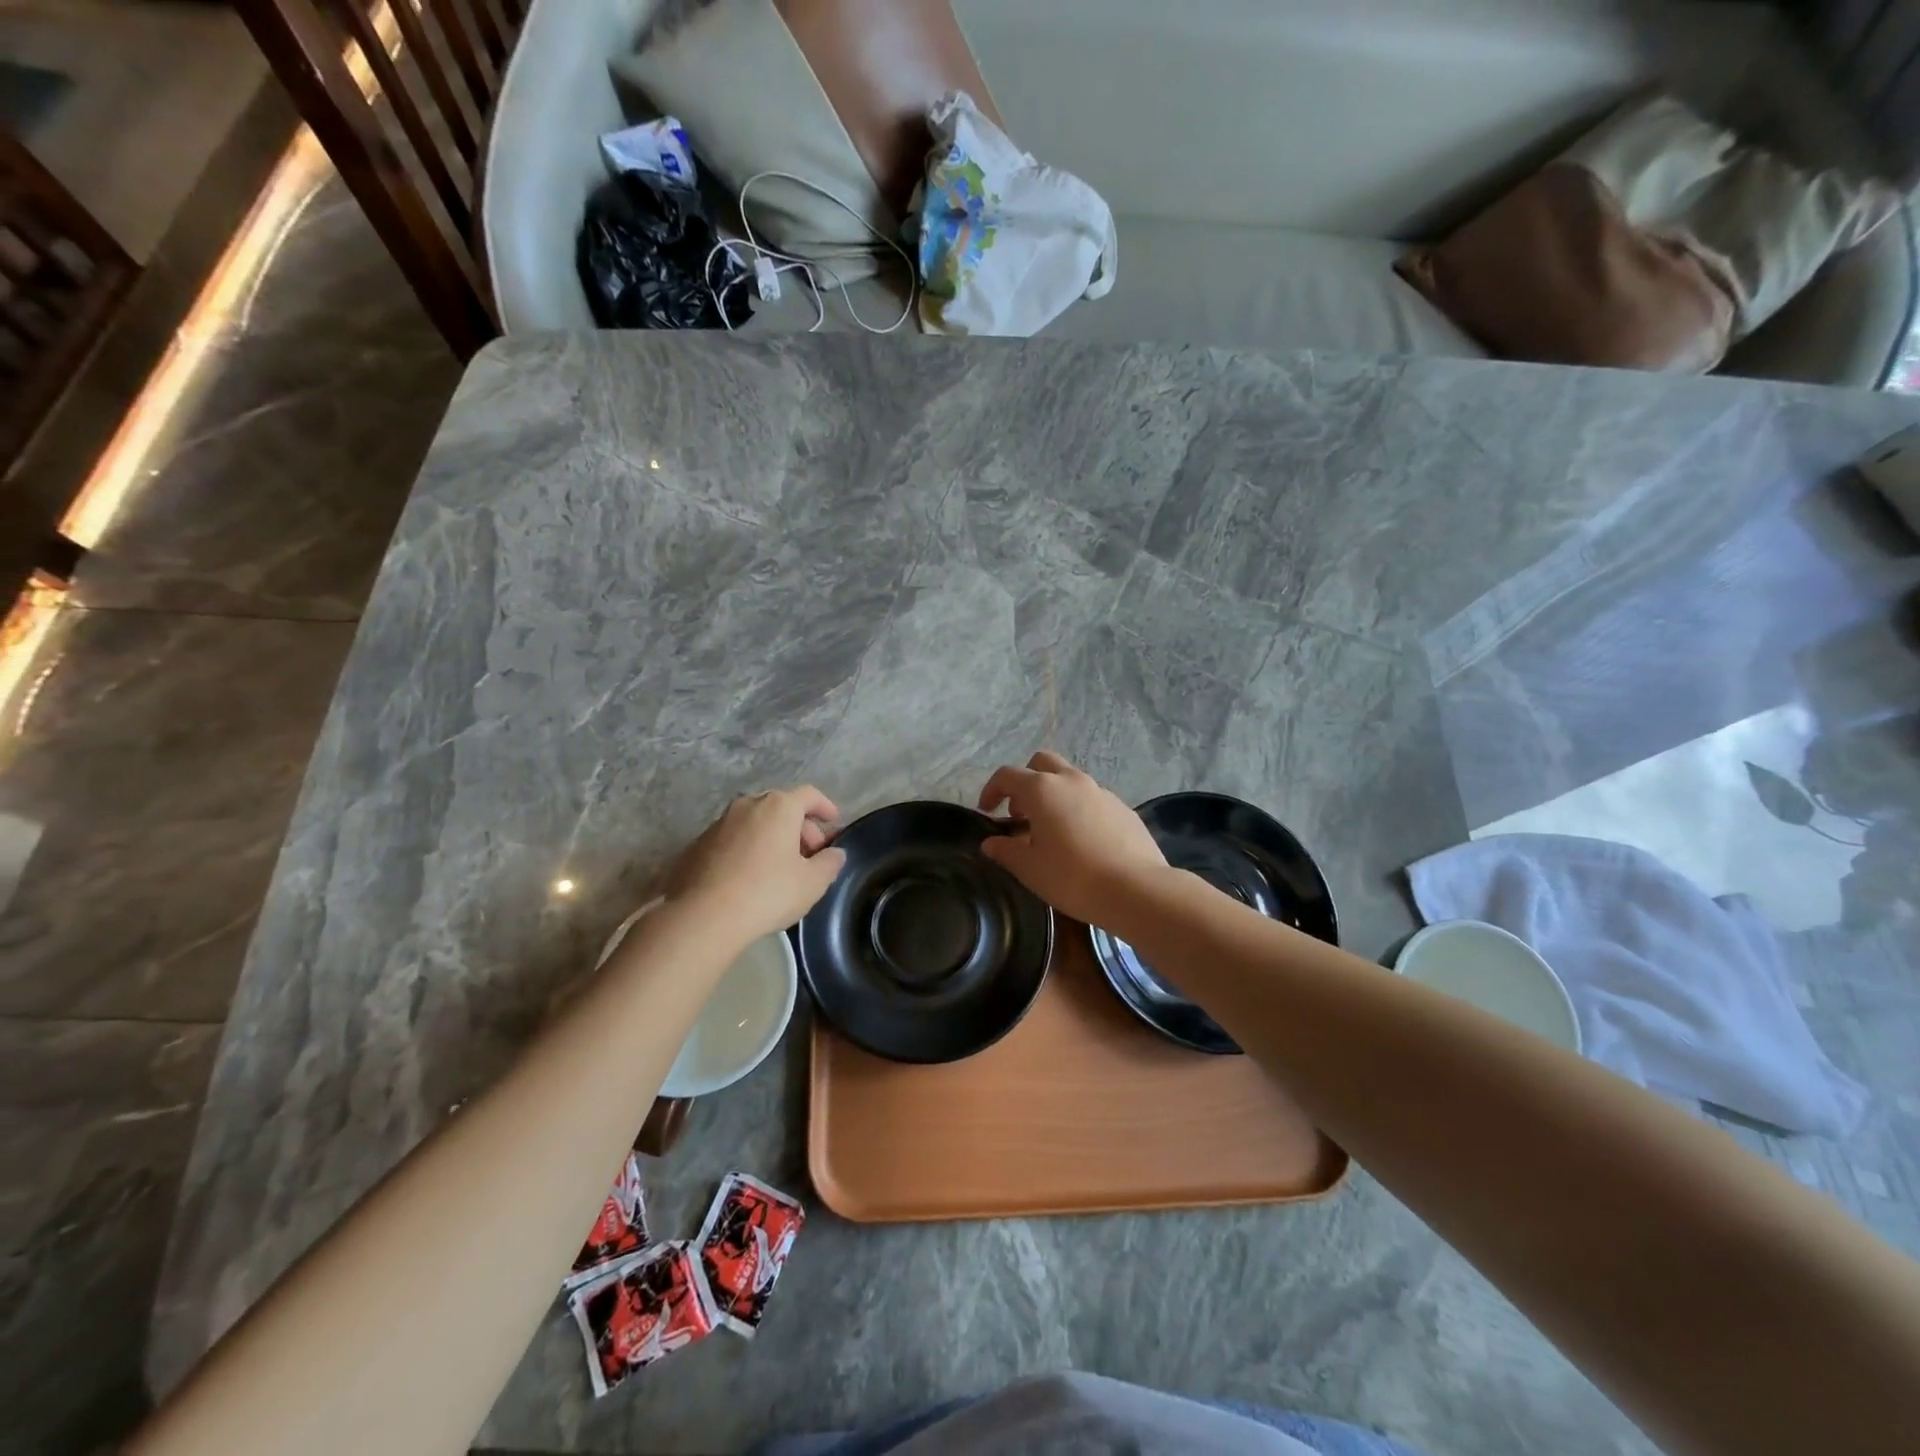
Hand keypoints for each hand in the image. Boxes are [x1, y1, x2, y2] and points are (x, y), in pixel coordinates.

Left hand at [664, 787, 845, 939]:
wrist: (703, 917)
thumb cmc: (767, 892)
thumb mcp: (812, 883)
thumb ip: (830, 863)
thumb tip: (835, 853)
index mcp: (779, 806)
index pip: (809, 795)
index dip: (825, 807)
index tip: (834, 822)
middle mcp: (748, 805)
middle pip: (782, 808)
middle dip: (800, 828)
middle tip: (810, 856)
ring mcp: (719, 823)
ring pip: (756, 823)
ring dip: (773, 838)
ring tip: (780, 868)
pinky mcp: (698, 844)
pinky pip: (734, 839)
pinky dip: (748, 849)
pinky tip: (750, 877)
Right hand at [977, 752, 1167, 924]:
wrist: (1137, 889)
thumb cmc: (1073, 877)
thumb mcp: (1030, 869)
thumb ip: (1006, 851)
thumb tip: (991, 843)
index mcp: (1042, 790)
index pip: (1008, 775)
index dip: (992, 790)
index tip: (987, 811)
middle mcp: (1072, 781)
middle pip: (1042, 763)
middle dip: (1026, 780)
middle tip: (1020, 813)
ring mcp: (1101, 792)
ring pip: (1070, 779)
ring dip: (1054, 795)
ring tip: (1050, 830)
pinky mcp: (1123, 808)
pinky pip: (1092, 799)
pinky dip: (1078, 809)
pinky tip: (1081, 841)